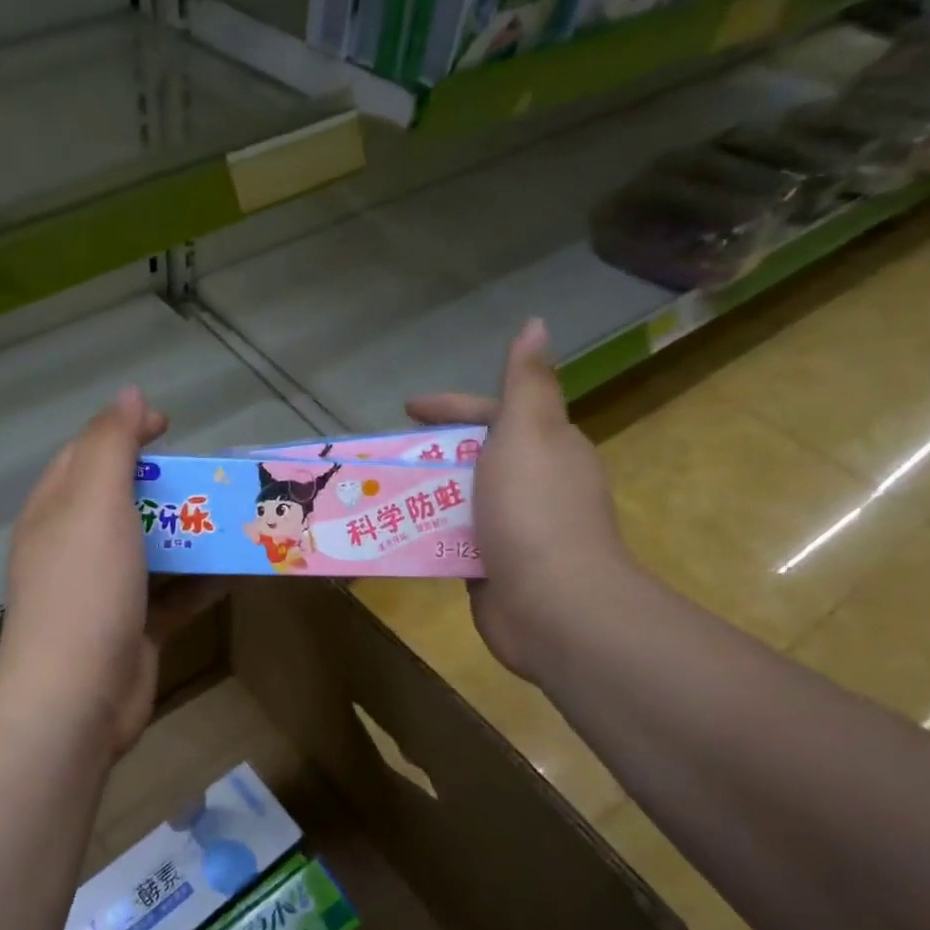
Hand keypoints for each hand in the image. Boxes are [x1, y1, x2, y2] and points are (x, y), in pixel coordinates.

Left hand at [0, 387, 223, 757]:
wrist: (77, 698)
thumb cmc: (85, 587)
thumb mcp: (94, 501)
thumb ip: (111, 444)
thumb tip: (129, 394)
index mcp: (57, 510)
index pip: (89, 453)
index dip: (126, 431)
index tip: (172, 427)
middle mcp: (76, 546)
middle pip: (127, 501)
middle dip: (172, 486)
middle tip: (217, 478)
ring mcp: (105, 591)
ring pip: (155, 549)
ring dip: (195, 533)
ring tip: (242, 518)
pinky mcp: (134, 628)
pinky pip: (174, 594)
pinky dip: (203, 580)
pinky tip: (241, 570)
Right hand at [407, 319, 631, 679]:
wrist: (555, 606)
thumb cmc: (534, 510)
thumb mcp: (528, 433)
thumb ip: (527, 382)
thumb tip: (538, 323)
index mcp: (547, 447)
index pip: (492, 414)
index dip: (450, 407)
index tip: (406, 409)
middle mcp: (534, 484)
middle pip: (471, 458)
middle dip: (428, 454)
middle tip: (381, 457)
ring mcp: (514, 528)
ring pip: (458, 500)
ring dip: (420, 495)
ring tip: (374, 493)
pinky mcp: (493, 567)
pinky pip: (451, 540)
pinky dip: (424, 533)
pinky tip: (392, 533)